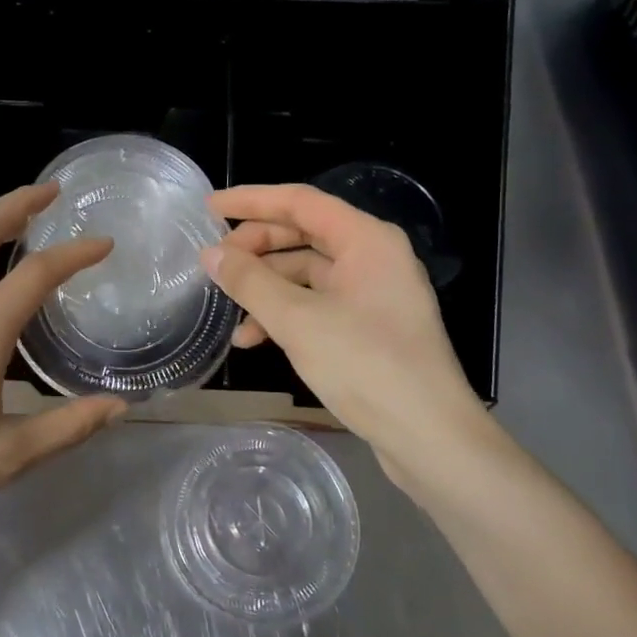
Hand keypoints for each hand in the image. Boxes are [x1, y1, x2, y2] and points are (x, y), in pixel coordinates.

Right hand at [202, 184, 496, 492]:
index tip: (208, 208)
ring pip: (306, 274)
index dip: (251, 200)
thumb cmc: (365, 365)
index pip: (300, 202)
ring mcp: (372, 294)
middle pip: (303, 235)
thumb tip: (211, 254)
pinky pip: (317, 305)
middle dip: (255, 248)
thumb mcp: (297, 320)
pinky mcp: (368, 328)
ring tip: (227, 308)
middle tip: (214, 263)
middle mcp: (373, 258)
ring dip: (265, 288)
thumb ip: (250, 282)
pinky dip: (284, 315)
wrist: (428, 436)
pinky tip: (253, 339)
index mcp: (366, 240)